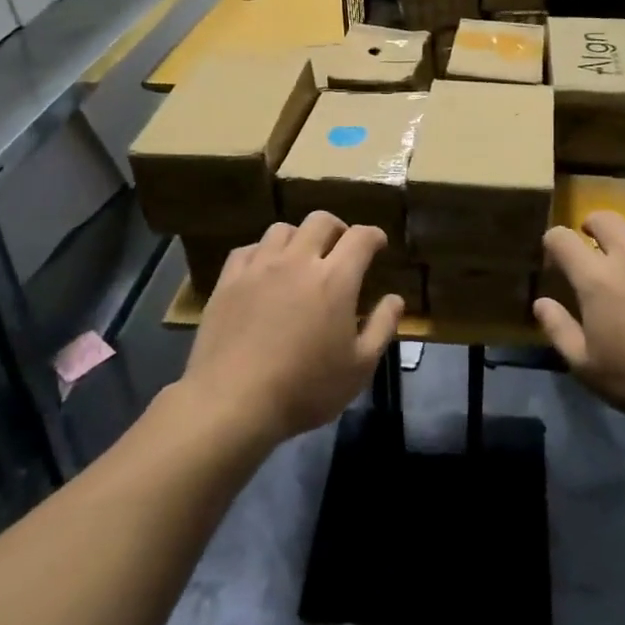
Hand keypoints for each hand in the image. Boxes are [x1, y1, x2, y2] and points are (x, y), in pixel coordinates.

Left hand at [182, 212, 403, 445]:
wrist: (232, 403)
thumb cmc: (305, 389)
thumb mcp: (359, 367)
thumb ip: (382, 327)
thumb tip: (395, 298)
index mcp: (335, 279)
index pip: (361, 237)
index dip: (374, 236)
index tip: (378, 245)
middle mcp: (298, 261)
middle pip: (321, 221)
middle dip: (338, 229)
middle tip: (341, 249)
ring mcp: (259, 267)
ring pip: (283, 229)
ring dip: (299, 238)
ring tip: (301, 258)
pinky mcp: (228, 281)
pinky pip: (248, 249)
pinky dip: (263, 252)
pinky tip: (264, 271)